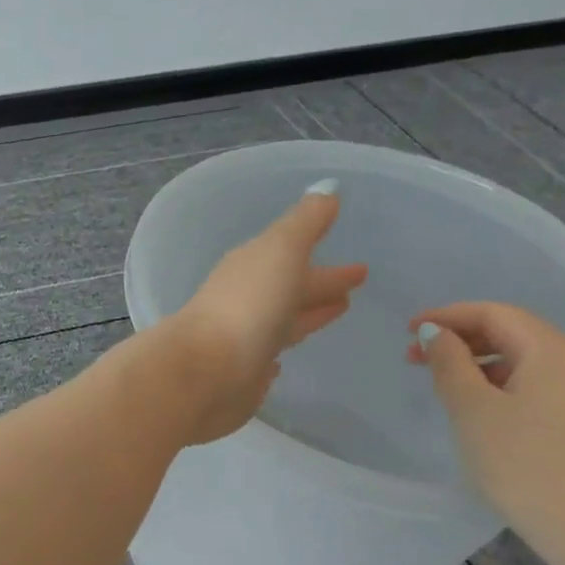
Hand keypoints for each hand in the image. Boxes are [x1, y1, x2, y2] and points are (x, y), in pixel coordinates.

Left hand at [160, 183, 367, 444]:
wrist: (204, 371)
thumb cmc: (247, 306)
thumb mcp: (280, 251)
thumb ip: (304, 223)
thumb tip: (327, 188)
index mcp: (252, 268)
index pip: (294, 258)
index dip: (325, 258)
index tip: (359, 263)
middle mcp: (245, 301)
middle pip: (290, 289)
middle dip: (320, 284)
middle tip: (356, 284)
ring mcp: (243, 339)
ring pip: (283, 321)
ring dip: (306, 314)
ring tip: (341, 309)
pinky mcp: (243, 376)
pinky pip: (267, 357)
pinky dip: (279, 351)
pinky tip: (283, 360)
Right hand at [409, 302, 564, 562]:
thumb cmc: (526, 466)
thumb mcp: (472, 410)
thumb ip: (449, 362)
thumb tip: (437, 333)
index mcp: (557, 352)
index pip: (495, 314)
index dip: (447, 316)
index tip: (408, 332)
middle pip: (519, 337)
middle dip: (466, 343)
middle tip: (419, 362)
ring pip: (539, 369)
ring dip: (491, 370)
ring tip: (454, 394)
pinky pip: (557, 398)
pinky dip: (519, 395)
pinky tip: (501, 425)